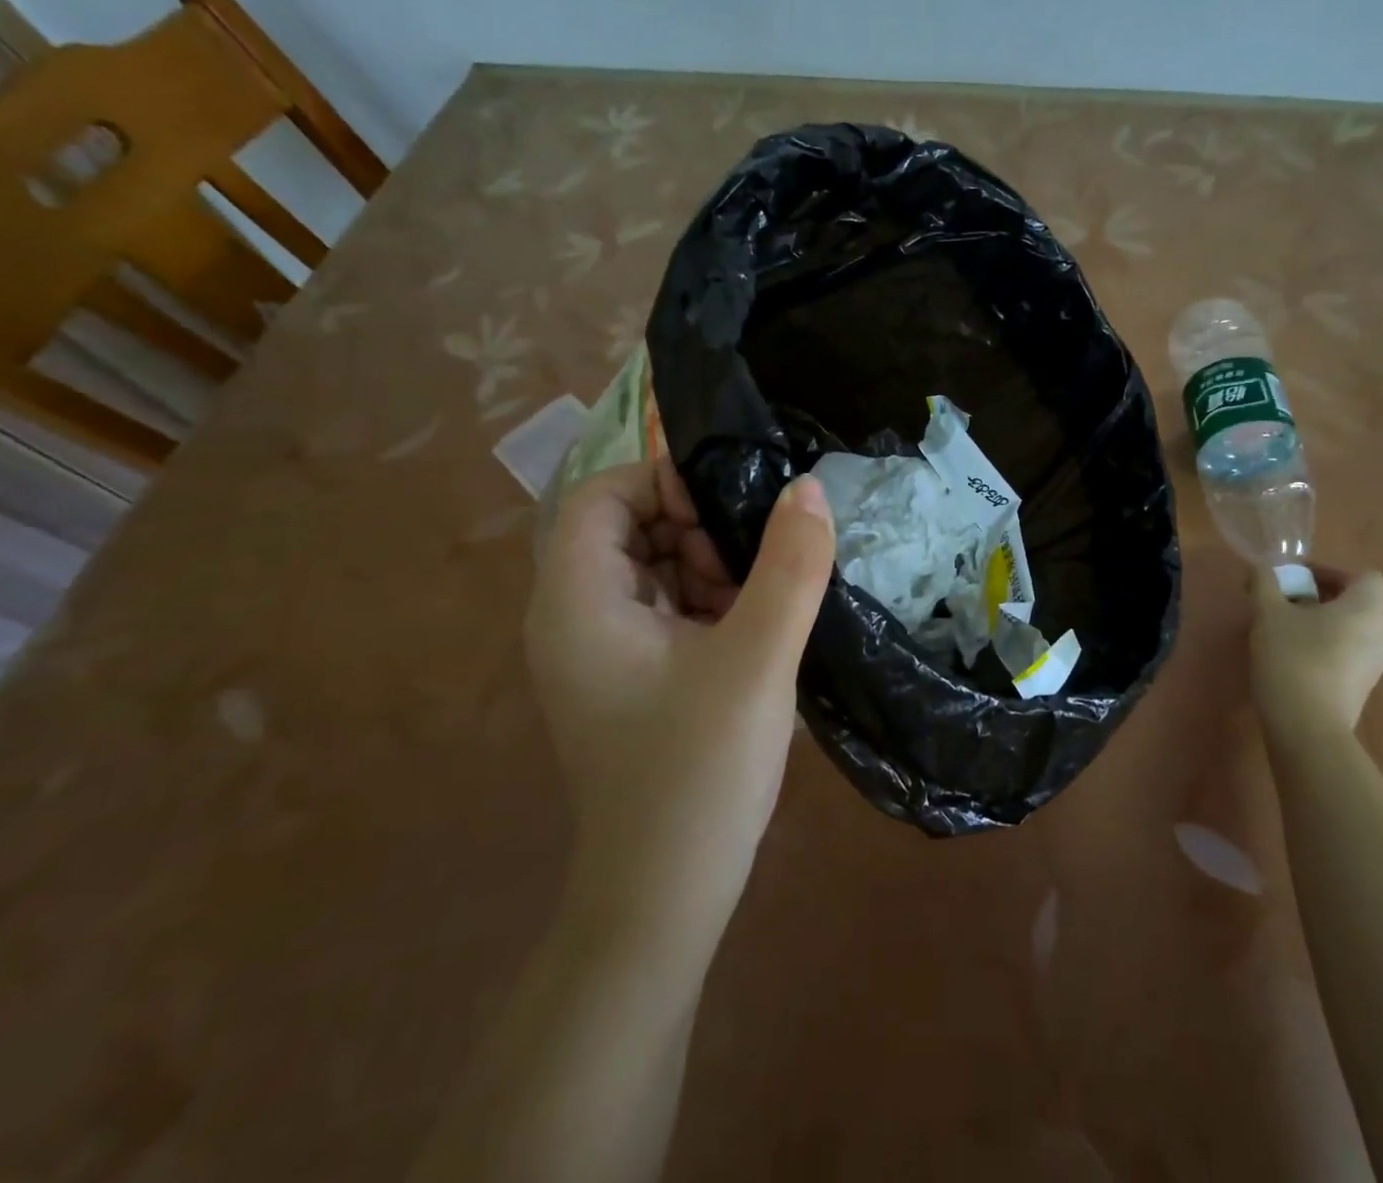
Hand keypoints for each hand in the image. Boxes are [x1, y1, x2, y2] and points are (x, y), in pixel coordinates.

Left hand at [525, 460, 835, 934]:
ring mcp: (600, 651)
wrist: (664, 900)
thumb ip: (790, 566)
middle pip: (628, 528)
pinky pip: (666, 609)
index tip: (733, 506)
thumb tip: (809, 488)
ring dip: (710, 567)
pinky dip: (709, 603)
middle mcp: (574, 617)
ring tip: (764, 601)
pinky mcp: (629, 677)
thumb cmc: (698, 773)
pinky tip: (755, 630)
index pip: (602, 496)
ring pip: (654, 568)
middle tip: (758, 561)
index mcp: (577, 602)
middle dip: (697, 528)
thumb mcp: (757, 659)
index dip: (664, 482)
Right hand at [1249, 563, 1382, 735]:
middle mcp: (1380, 635)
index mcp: (1365, 611)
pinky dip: (1325, 645)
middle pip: (1357, 602)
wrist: (1306, 727)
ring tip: (1284, 629)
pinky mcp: (1362, 688)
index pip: (1364, 576)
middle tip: (1284, 600)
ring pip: (1351, 629)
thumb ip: (1265, 583)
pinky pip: (1347, 653)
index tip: (1298, 577)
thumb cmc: (1292, 658)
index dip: (1332, 571)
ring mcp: (1375, 666)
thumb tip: (1262, 568)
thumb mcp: (1269, 613)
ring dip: (1321, 621)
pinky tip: (1292, 656)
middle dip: (1320, 595)